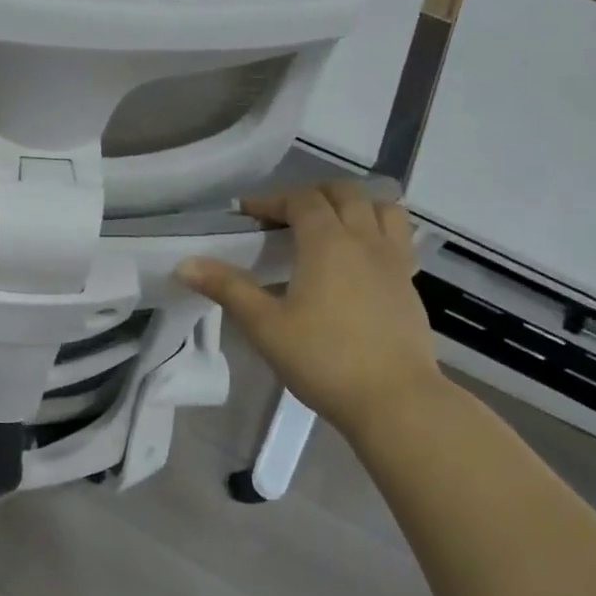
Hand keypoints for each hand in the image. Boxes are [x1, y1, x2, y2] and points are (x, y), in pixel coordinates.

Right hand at [177, 180, 443, 431]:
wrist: (396, 401)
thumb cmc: (324, 359)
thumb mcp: (265, 325)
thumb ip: (228, 288)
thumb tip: (185, 264)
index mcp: (328, 242)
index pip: (301, 200)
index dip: (271, 200)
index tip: (246, 214)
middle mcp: (365, 240)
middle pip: (344, 194)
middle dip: (311, 195)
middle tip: (284, 217)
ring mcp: (394, 261)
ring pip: (381, 209)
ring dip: (353, 205)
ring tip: (329, 226)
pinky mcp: (410, 285)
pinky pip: (397, 238)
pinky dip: (376, 230)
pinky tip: (359, 258)